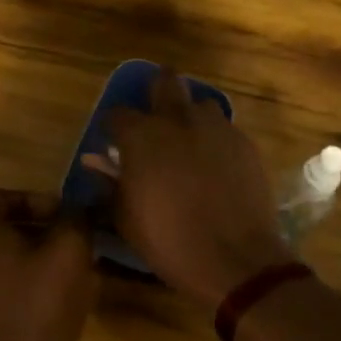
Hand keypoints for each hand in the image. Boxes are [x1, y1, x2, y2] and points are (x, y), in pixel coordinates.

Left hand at [0, 195, 95, 340]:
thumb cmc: (43, 303)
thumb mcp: (70, 249)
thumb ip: (74, 218)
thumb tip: (77, 206)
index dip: (31, 198)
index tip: (59, 212)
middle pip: (2, 230)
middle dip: (39, 229)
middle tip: (70, 238)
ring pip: (6, 259)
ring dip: (37, 256)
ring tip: (70, 267)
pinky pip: (6, 287)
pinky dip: (29, 282)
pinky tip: (58, 296)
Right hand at [87, 69, 288, 310]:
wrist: (236, 259)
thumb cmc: (170, 241)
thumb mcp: (126, 220)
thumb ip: (109, 186)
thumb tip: (96, 166)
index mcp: (142, 136)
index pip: (117, 114)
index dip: (113, 127)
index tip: (114, 143)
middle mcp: (178, 120)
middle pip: (165, 81)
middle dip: (156, 91)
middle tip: (155, 119)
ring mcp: (216, 127)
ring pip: (200, 104)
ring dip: (191, 117)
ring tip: (189, 145)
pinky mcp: (244, 142)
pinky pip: (225, 129)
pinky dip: (215, 141)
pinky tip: (216, 167)